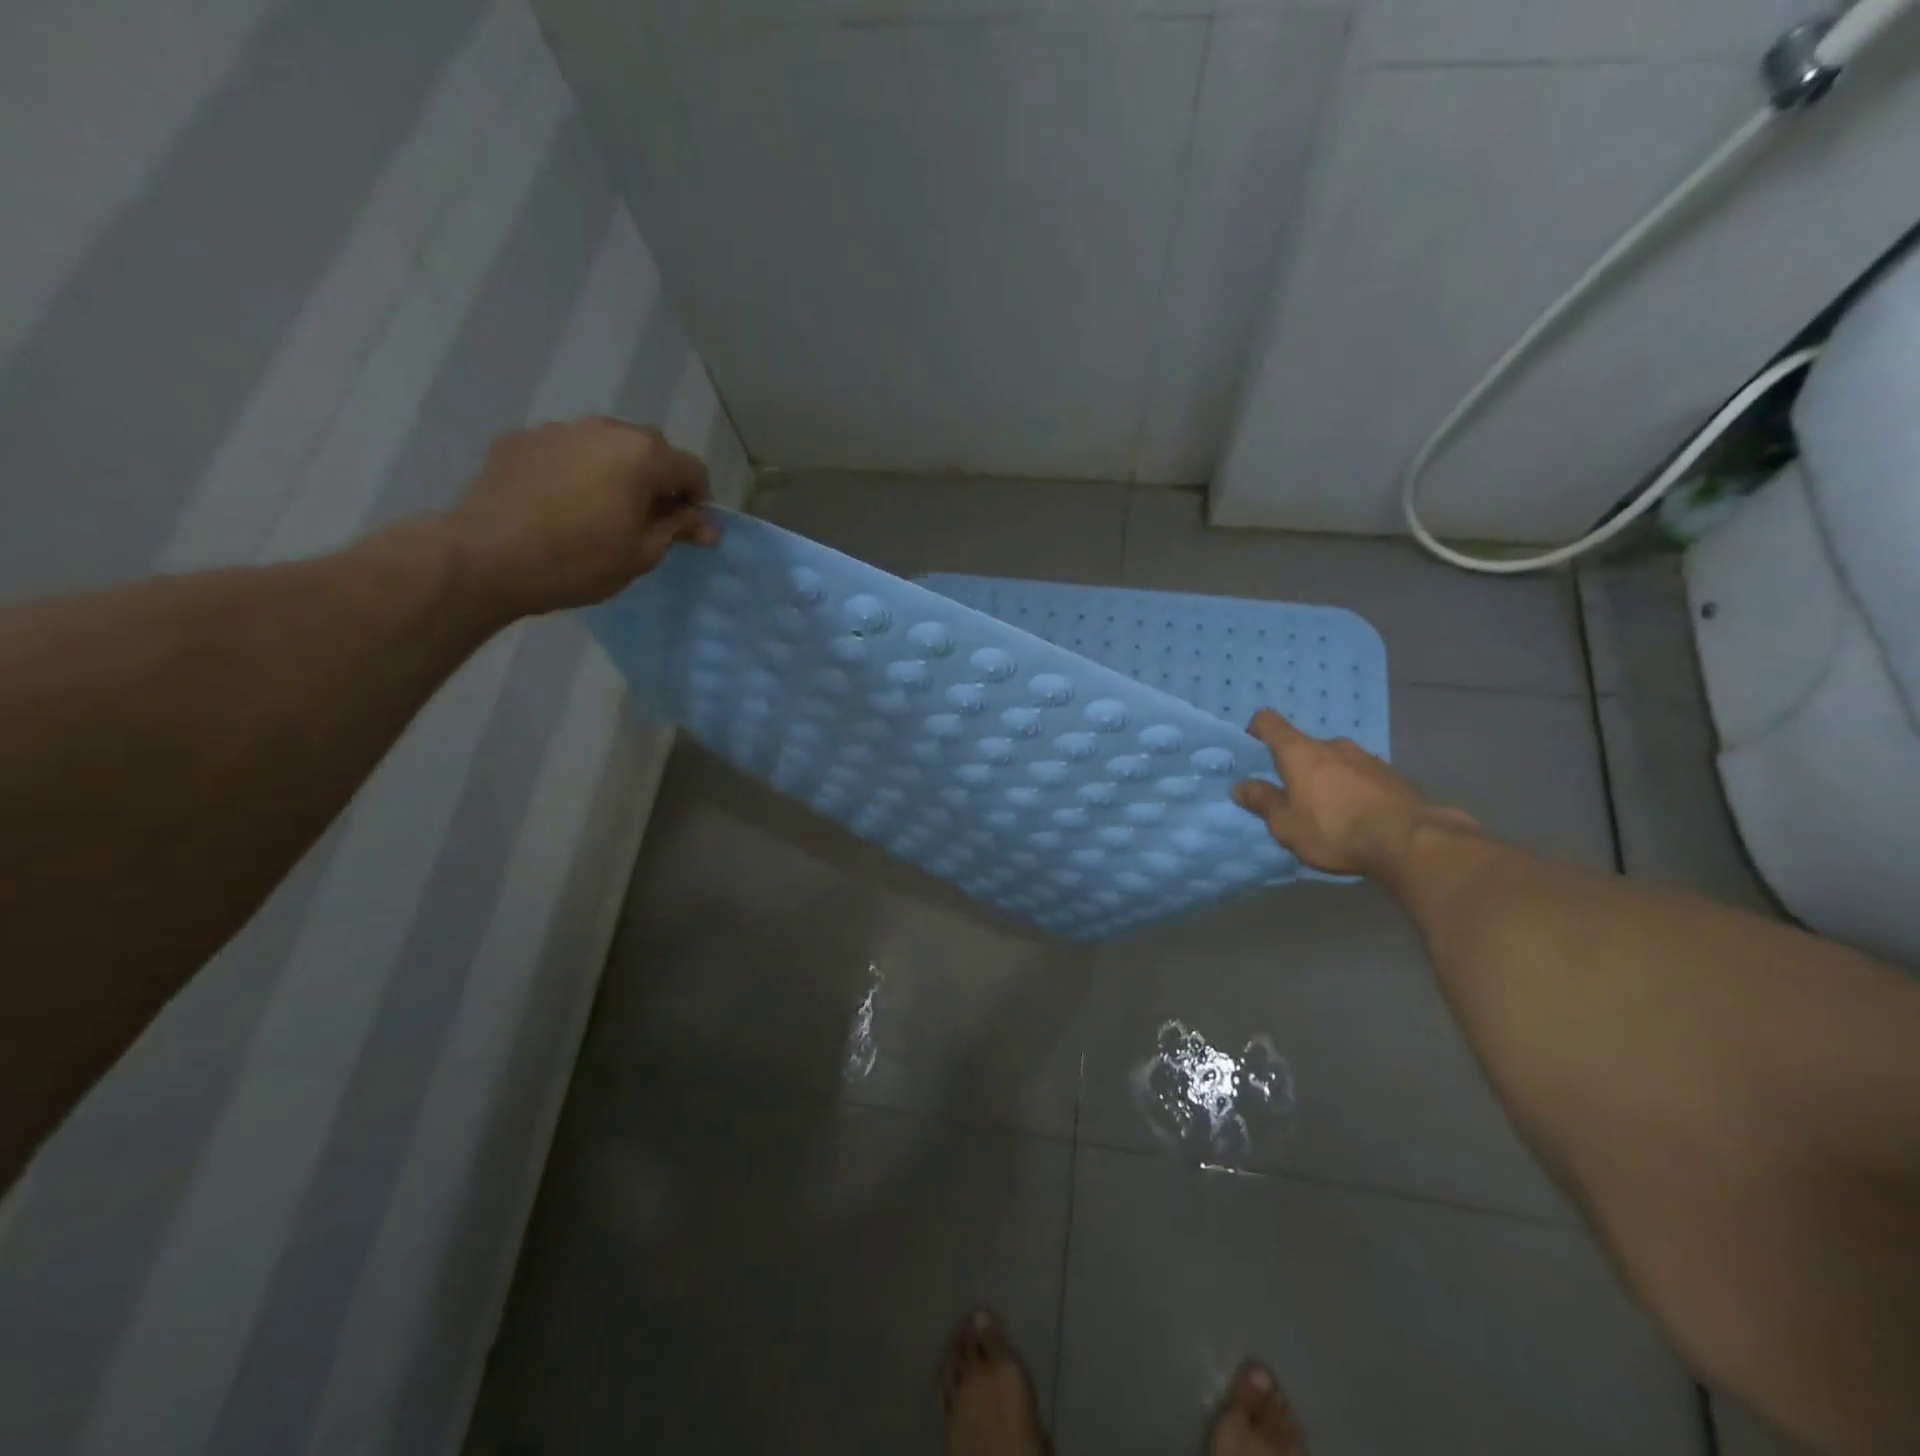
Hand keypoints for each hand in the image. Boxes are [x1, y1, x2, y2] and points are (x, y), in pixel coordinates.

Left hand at [447, 417, 719, 615]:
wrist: (487, 557)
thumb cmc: (578, 561)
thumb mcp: (642, 554)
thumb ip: (677, 529)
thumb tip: (707, 525)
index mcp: (642, 456)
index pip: (692, 469)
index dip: (699, 500)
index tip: (691, 529)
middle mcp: (605, 429)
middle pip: (649, 448)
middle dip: (659, 478)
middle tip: (650, 517)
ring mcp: (558, 430)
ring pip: (605, 444)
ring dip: (617, 470)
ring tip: (604, 508)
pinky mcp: (520, 440)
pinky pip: (566, 450)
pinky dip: (577, 470)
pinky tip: (562, 503)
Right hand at [1231, 708, 1477, 878]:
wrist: (1409, 841)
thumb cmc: (1333, 829)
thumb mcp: (1286, 824)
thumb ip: (1262, 802)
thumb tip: (1240, 786)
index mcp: (1300, 752)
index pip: (1269, 722)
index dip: (1257, 729)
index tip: (1252, 744)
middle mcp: (1333, 746)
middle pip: (1306, 747)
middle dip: (1297, 767)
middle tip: (1295, 798)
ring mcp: (1367, 758)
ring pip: (1337, 762)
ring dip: (1329, 779)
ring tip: (1332, 812)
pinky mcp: (1395, 776)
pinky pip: (1364, 778)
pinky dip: (1356, 791)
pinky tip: (1362, 818)